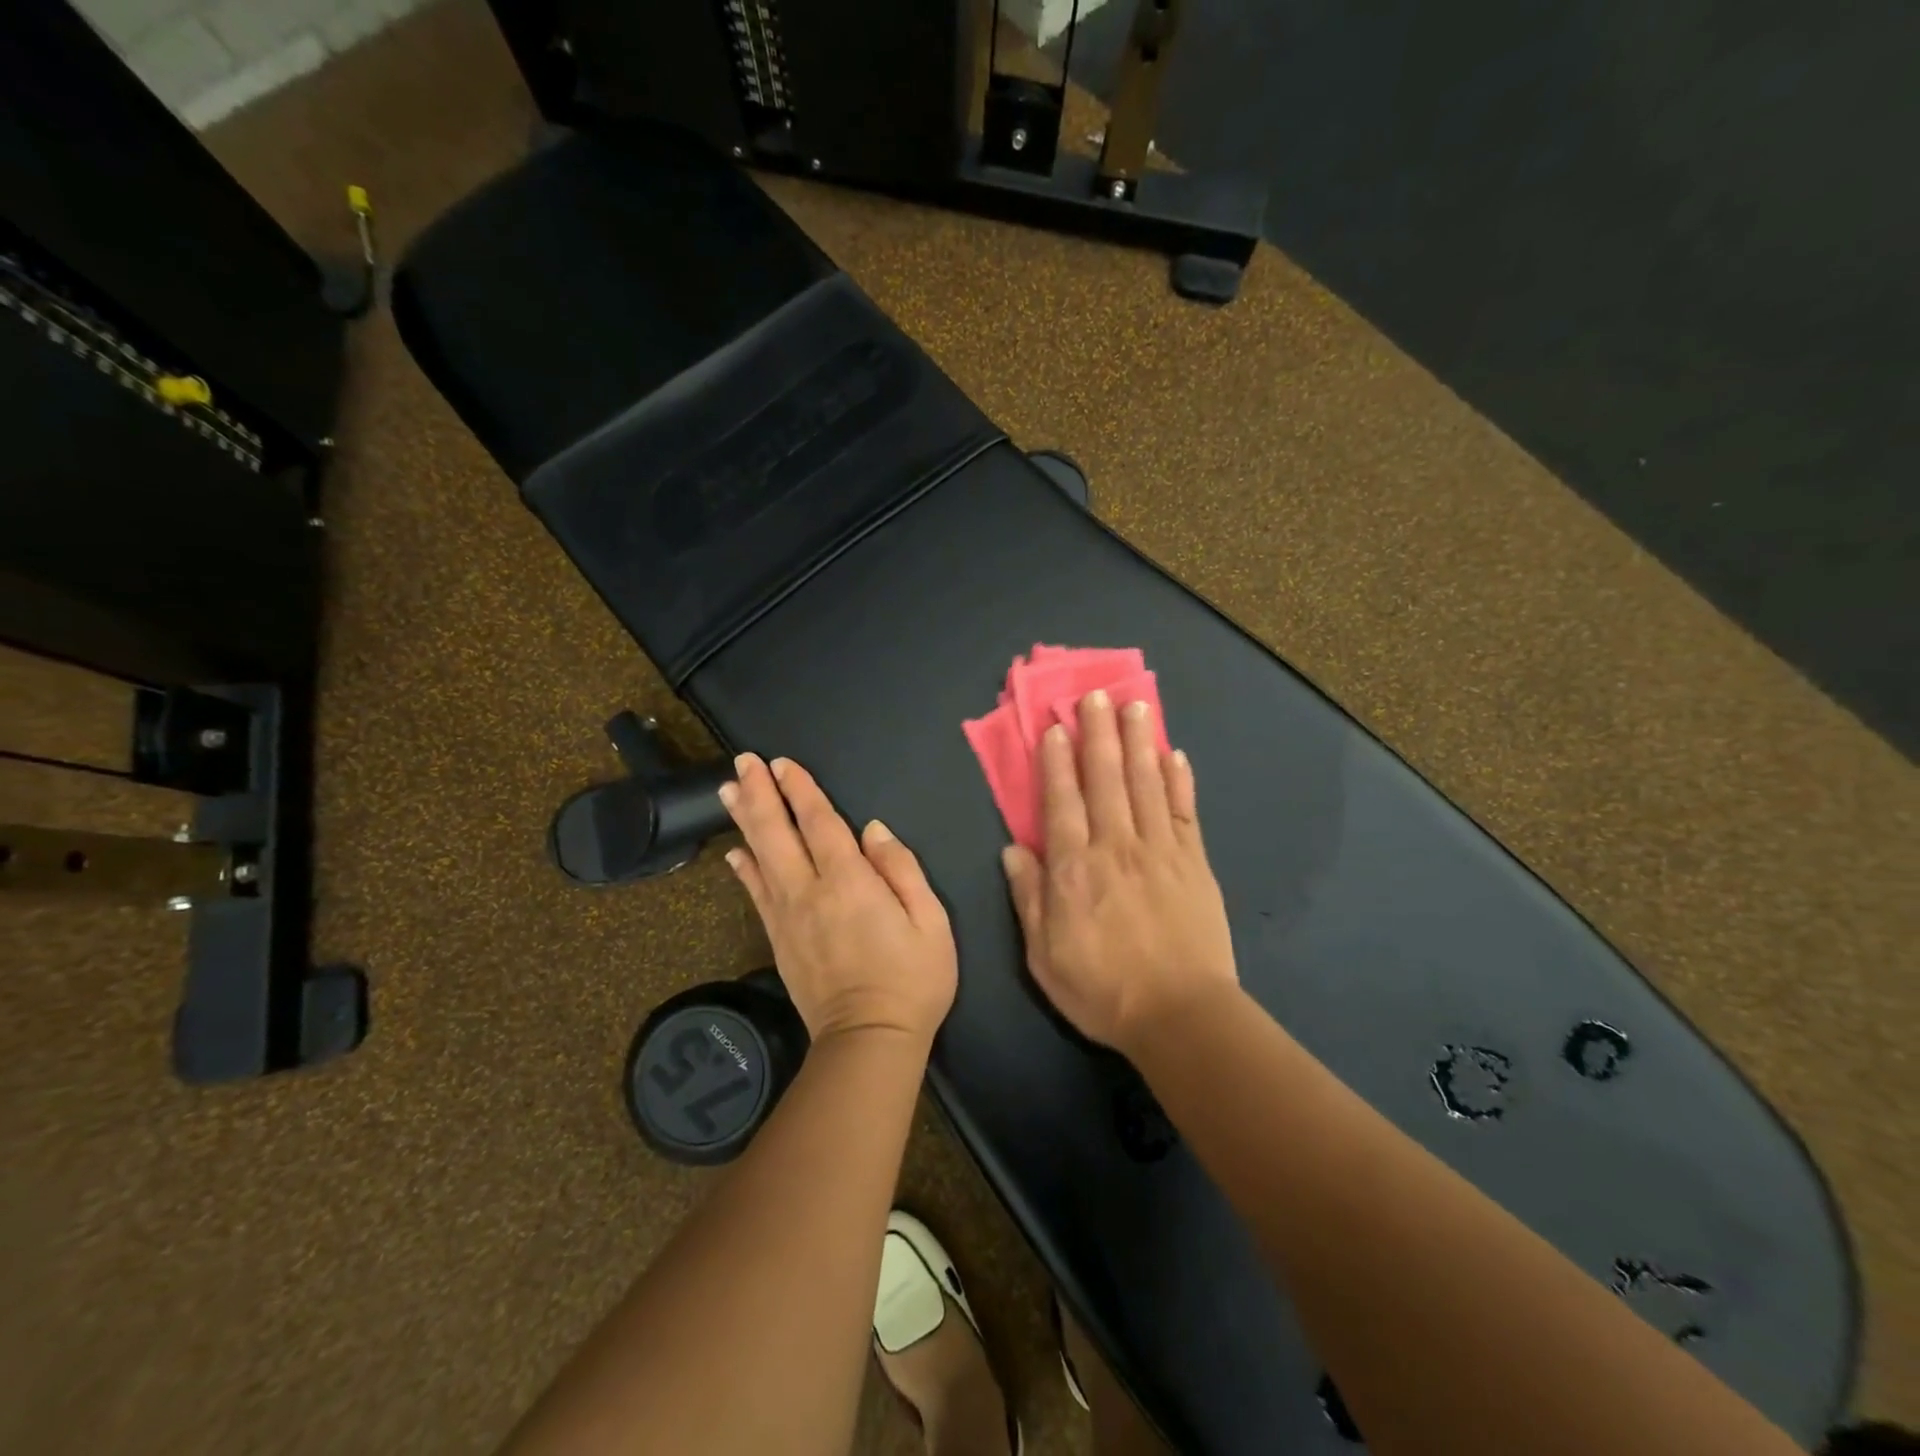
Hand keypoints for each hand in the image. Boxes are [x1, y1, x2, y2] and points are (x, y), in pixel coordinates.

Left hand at [721, 754, 957, 1047]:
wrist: (869, 1040)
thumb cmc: (913, 979)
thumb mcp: (931, 921)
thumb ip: (902, 869)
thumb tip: (873, 830)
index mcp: (850, 881)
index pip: (819, 822)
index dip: (800, 789)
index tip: (782, 763)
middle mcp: (810, 891)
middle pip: (777, 832)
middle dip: (761, 793)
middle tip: (743, 761)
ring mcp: (787, 916)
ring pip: (759, 857)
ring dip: (744, 820)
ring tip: (727, 789)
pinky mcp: (778, 939)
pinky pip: (756, 895)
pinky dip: (744, 869)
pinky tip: (735, 851)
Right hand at [1000, 692, 1237, 1053]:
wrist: (1180, 1015)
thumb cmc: (1102, 989)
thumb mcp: (1044, 954)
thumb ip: (1029, 898)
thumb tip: (1013, 849)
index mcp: (1075, 869)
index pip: (1063, 802)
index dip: (1057, 762)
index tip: (1057, 728)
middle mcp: (1116, 846)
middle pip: (1107, 779)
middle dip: (1099, 734)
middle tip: (1096, 695)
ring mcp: (1160, 850)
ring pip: (1147, 783)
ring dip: (1139, 742)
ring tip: (1135, 706)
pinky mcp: (1194, 862)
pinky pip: (1185, 811)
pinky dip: (1180, 780)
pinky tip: (1175, 754)